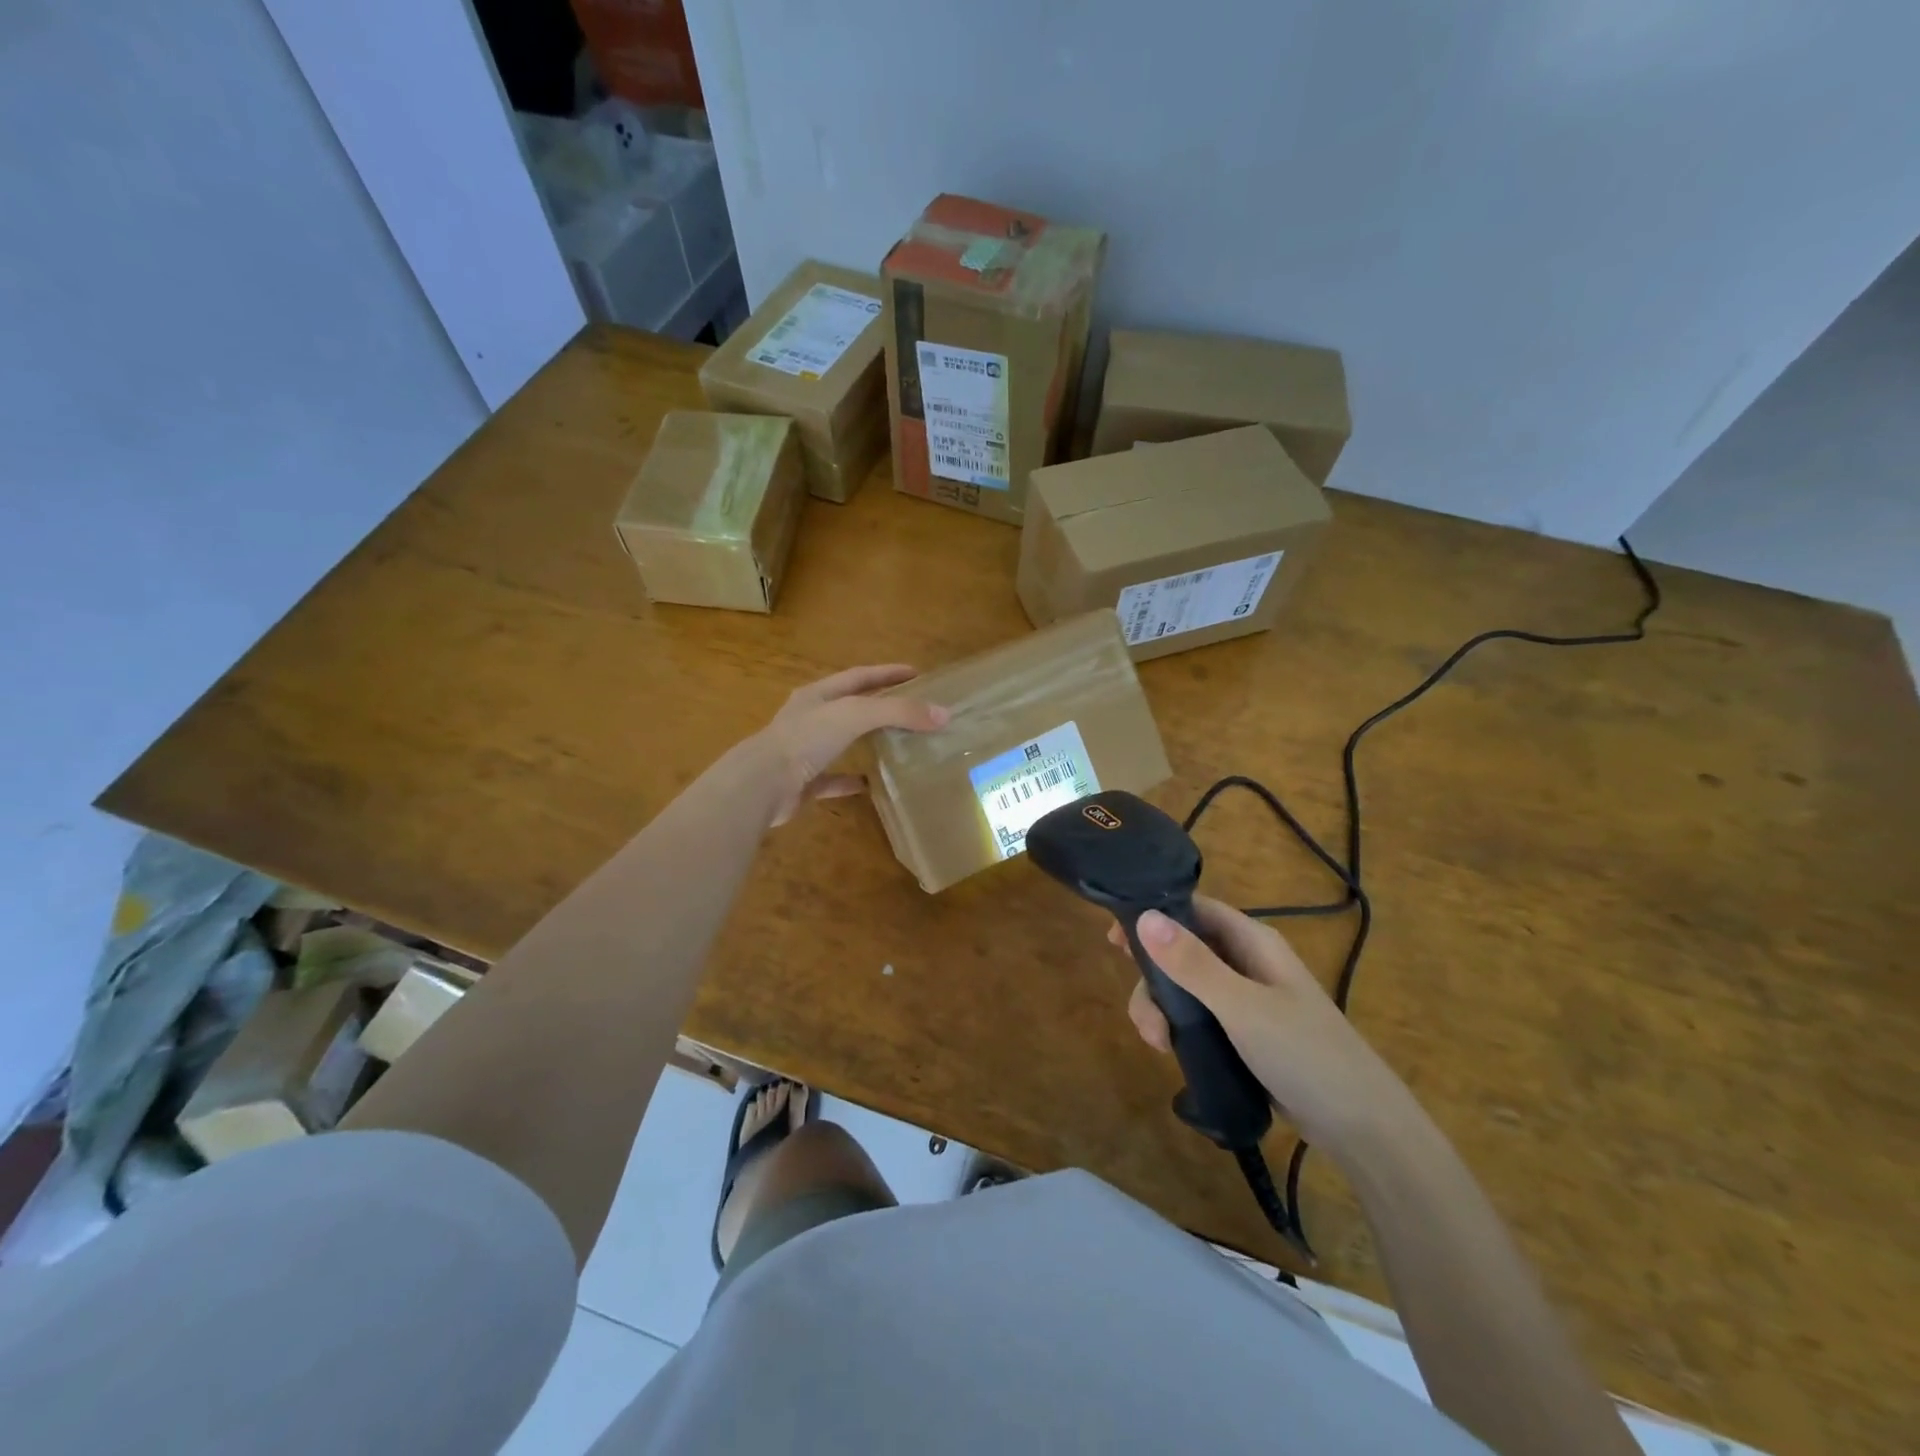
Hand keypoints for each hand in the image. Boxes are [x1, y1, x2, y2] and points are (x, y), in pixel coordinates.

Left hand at [752, 664, 948, 826]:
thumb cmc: (807, 739)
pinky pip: (832, 779)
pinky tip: (871, 784)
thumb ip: (898, 712)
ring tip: (897, 743)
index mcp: (818, 695)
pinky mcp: (803, 782)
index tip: (917, 673)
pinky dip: (851, 780)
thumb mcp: (855, 715)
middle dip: (879, 705)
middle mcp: (809, 719)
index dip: (888, 673)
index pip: (859, 676)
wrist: (762, 784)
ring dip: (866, 741)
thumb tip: (943, 714)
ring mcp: (804, 751)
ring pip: (841, 741)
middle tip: (912, 708)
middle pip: (850, 707)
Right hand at [1111, 896, 1416, 1162]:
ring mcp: (1247, 998)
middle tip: (1141, 1016)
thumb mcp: (1242, 1007)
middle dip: (1154, 979)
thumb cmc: (1305, 1054)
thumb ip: (1192, 964)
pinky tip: (1171, 1051)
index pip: (1193, 910)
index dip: (1153, 916)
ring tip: (1157, 1044)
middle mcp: (1247, 962)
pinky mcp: (1245, 1032)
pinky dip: (1178, 1027)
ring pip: (1186, 987)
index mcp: (1252, 942)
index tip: (1115, 939)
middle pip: (1183, 950)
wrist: (1362, 1127)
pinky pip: (1199, 1016)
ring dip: (1162, 1009)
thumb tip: (1144, 916)